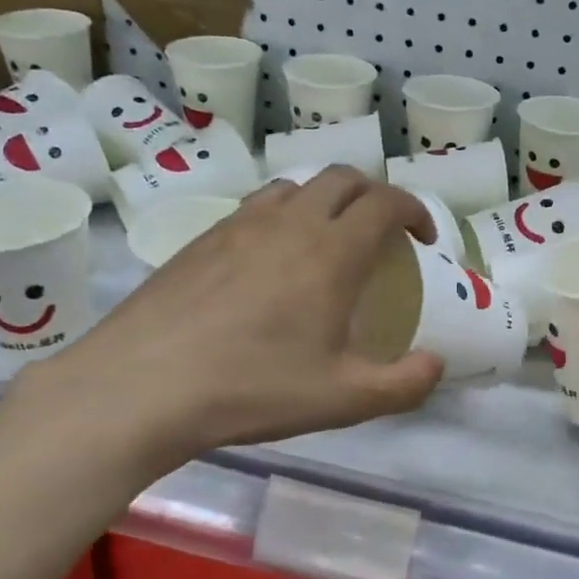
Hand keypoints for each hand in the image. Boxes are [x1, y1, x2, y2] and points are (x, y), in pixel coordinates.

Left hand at [17, 169, 444, 468]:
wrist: (143, 385)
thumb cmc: (253, 388)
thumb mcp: (344, 400)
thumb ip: (404, 384)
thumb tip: (435, 364)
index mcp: (332, 252)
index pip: (385, 202)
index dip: (413, 210)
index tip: (422, 238)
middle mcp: (289, 222)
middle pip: (343, 179)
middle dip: (374, 196)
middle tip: (381, 235)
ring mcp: (240, 225)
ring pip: (295, 186)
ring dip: (325, 201)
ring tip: (326, 241)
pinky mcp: (202, 238)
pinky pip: (255, 206)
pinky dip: (282, 216)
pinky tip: (269, 261)